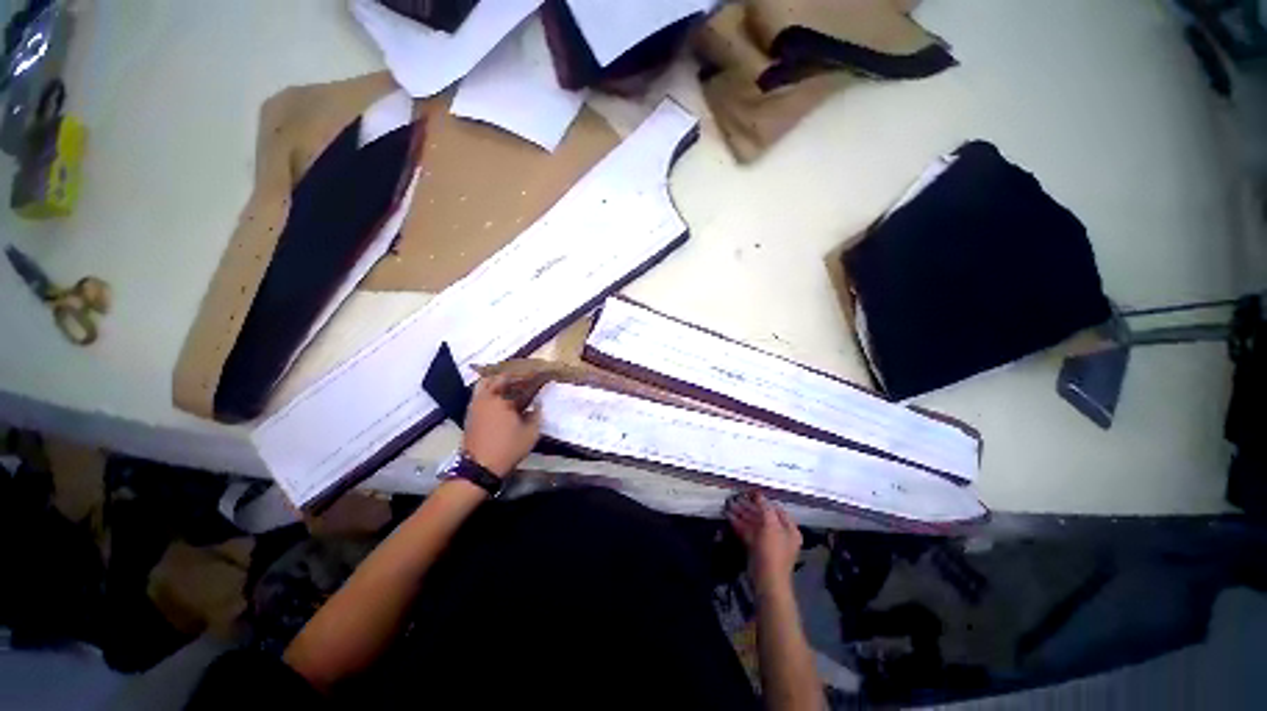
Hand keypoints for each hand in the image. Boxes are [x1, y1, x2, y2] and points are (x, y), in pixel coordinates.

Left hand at [462, 375, 540, 476]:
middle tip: (526, 380)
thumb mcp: (531, 433)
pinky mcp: (470, 412)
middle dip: (514, 376)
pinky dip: (490, 389)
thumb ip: (536, 415)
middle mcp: (487, 397)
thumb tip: (537, 403)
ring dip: (498, 381)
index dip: (530, 377)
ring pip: (485, 383)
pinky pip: (480, 392)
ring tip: (511, 386)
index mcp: (503, 399)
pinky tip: (500, 398)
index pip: (519, 381)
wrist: (479, 467)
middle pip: (499, 377)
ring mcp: (475, 404)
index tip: (540, 375)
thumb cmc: (508, 448)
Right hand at [725, 492, 802, 590]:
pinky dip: (739, 525)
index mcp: (789, 529)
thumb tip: (759, 495)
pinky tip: (729, 518)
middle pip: (763, 516)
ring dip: (742, 515)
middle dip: (749, 507)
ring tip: (729, 506)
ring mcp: (768, 543)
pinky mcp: (757, 550)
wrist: (767, 581)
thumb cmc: (772, 551)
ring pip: (754, 524)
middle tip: (735, 499)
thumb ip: (765, 508)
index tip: (750, 493)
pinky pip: (748, 533)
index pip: (776, 509)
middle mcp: (780, 535)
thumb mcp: (771, 526)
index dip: (763, 500)